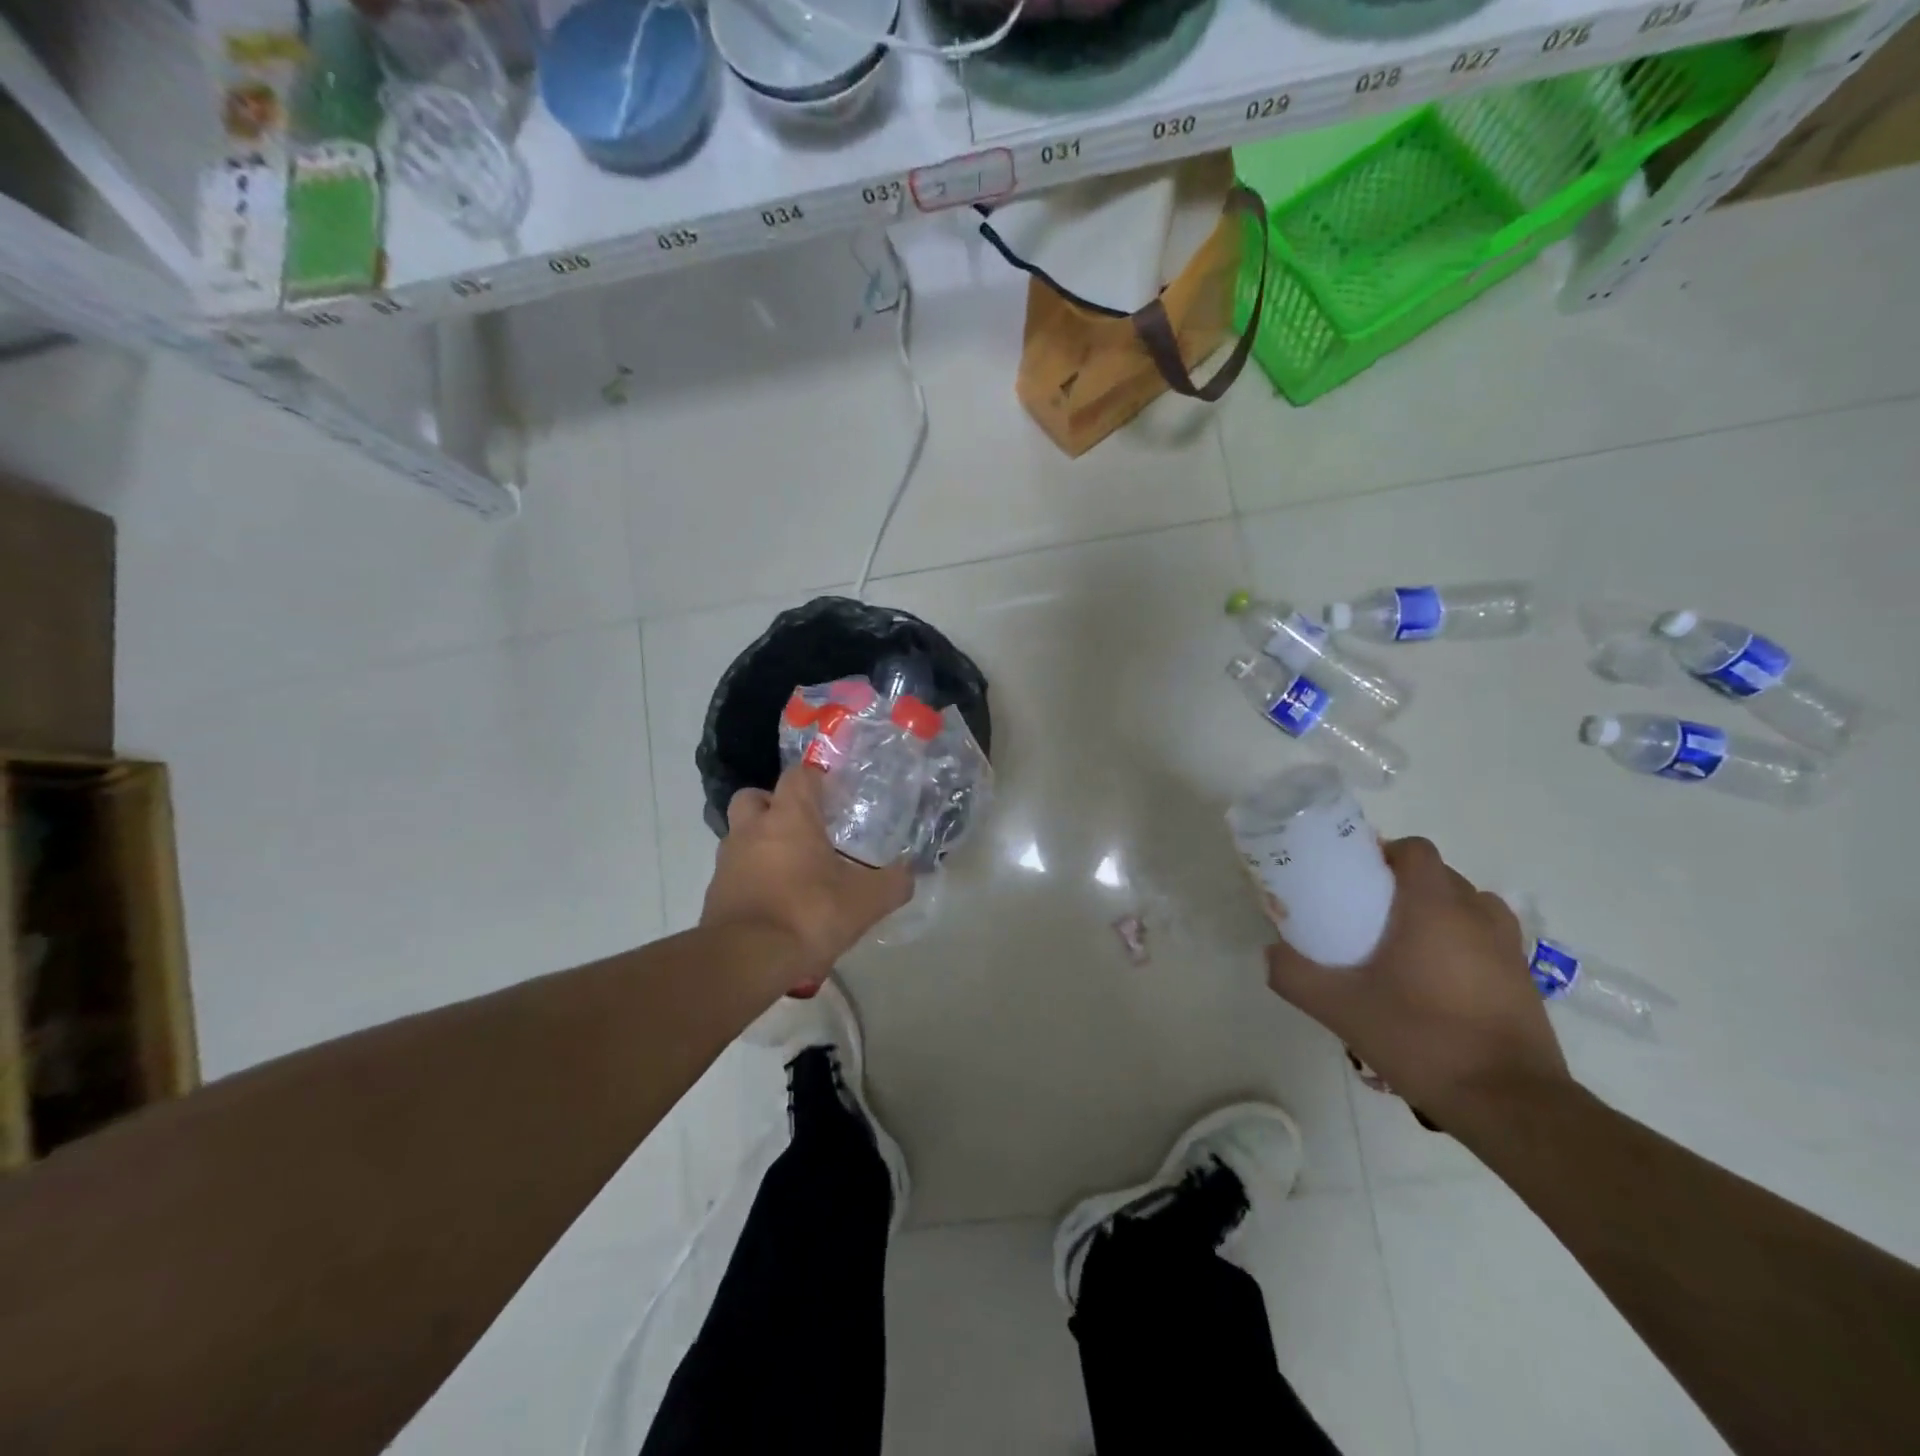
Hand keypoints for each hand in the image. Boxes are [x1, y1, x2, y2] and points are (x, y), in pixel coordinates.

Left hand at [701, 766, 912, 992]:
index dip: (816, 778)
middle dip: (775, 805)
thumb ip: (893, 884)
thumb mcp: (866, 901)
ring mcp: (728, 861)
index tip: (833, 793)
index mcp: (789, 817)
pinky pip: (736, 873)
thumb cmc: (808, 914)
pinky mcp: (715, 893)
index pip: (798, 774)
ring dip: (762, 844)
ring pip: (741, 836)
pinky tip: (776, 903)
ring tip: (791, 870)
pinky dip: (752, 879)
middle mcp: (752, 829)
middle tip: (802, 827)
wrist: (746, 960)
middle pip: (755, 798)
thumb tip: (908, 874)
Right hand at [1264, 837, 1569, 1123]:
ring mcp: (1508, 947)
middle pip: (1438, 875)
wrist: (1510, 1104)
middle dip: (1402, 885)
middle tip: (1367, 916)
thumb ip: (1295, 975)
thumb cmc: (1422, 1039)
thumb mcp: (1340, 1009)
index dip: (1384, 853)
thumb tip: (1271, 952)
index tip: (1355, 877)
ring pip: (1466, 906)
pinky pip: (1485, 938)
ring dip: (1436, 911)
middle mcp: (1477, 915)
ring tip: (1403, 945)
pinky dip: (1460, 942)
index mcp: (1435, 907)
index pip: (1415, 850)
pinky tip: (1435, 981)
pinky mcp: (1524, 979)